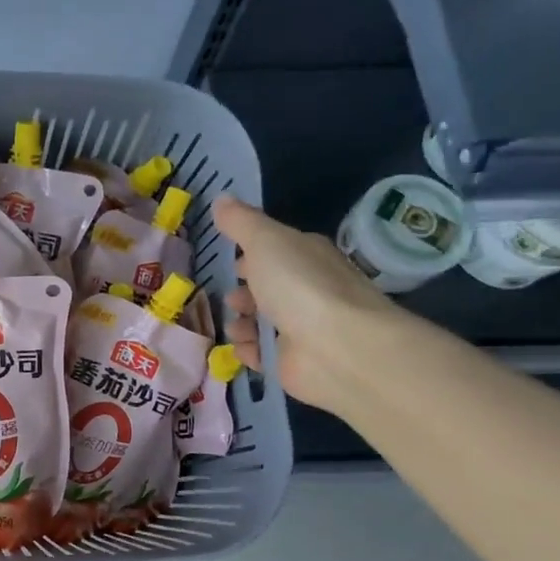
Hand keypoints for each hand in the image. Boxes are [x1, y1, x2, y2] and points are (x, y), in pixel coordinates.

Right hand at [211, 195, 400, 412]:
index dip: (254, 254)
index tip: (232, 260)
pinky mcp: (292, 362)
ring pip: (264, 322)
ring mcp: (302, 328)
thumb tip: (222, 198)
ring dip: (243, 322)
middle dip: (246, 292)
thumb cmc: (300, 286)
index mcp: (307, 256)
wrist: (337, 348)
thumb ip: (241, 222)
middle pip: (270, 288)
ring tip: (234, 324)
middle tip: (229, 296)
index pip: (278, 251)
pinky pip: (263, 354)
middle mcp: (308, 290)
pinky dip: (248, 350)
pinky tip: (239, 347)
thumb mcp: (265, 241)